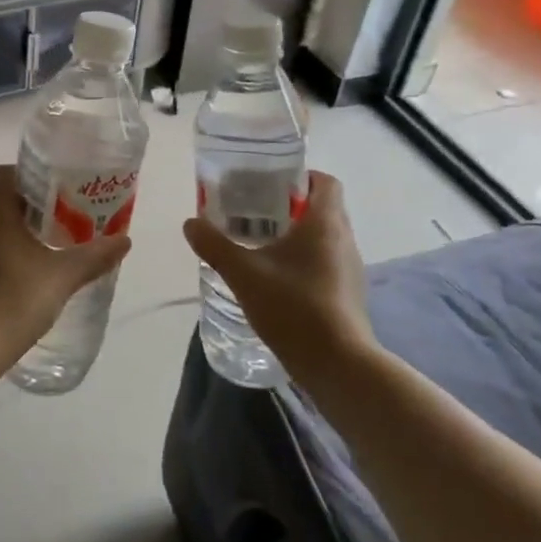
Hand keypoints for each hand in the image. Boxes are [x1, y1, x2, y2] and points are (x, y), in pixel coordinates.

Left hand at [0, 166, 131, 353]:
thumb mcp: (64, 276)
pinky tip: (19, 285)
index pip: (3, 176)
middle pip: (0, 205)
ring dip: (12, 239)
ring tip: (43, 257)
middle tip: (59, 227)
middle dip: (28, 213)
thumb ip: (94, 256)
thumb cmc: (18, 298)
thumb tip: (124, 241)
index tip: (53, 193)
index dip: (27, 178)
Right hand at [182, 172, 374, 378]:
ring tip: (259, 244)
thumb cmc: (294, 307)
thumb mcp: (243, 273)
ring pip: (323, 237)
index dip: (300, 177)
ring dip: (296, 235)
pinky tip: (275, 278)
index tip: (269, 184)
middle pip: (321, 208)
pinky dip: (303, 261)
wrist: (337, 365)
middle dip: (289, 206)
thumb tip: (190, 223)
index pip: (325, 182)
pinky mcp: (347, 294)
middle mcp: (344, 240)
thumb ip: (214, 245)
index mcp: (325, 223)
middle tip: (253, 212)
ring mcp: (349, 269)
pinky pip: (325, 263)